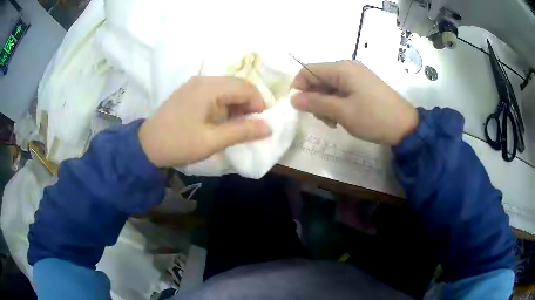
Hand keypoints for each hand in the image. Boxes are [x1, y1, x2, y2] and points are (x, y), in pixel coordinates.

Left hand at [138, 76, 271, 166]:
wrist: (146, 146)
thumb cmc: (179, 143)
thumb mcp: (213, 140)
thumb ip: (242, 131)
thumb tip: (269, 127)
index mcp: (210, 87)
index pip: (246, 87)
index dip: (259, 105)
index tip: (259, 125)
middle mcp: (204, 80)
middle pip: (238, 85)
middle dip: (249, 104)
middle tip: (248, 126)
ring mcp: (195, 84)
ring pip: (227, 88)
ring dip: (236, 105)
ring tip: (234, 126)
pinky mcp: (189, 92)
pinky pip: (215, 92)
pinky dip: (224, 105)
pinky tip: (219, 120)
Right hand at [291, 61, 417, 145]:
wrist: (405, 126)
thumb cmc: (372, 117)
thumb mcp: (342, 112)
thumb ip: (315, 103)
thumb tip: (293, 98)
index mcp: (342, 69)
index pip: (309, 70)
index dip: (299, 86)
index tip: (298, 107)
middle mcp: (348, 68)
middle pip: (319, 78)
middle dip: (314, 98)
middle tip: (322, 118)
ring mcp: (357, 77)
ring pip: (330, 87)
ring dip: (326, 103)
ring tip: (334, 121)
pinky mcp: (363, 86)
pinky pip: (342, 91)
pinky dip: (337, 104)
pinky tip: (342, 117)